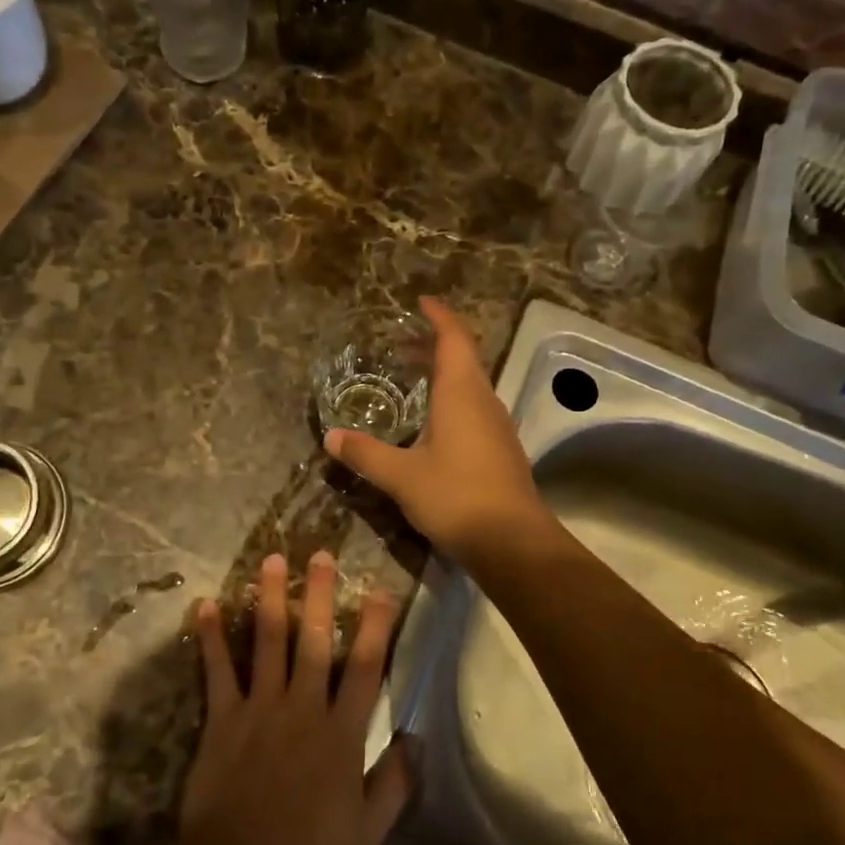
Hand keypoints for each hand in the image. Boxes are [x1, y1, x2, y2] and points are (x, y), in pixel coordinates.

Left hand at [180, 552, 411, 844]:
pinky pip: (218, 669)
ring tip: (271, 560)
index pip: (366, 668)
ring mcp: (260, 707)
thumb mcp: (367, 830)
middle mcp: (303, 706)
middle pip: (316, 640)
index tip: (382, 591)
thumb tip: (416, 739)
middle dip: (320, 595)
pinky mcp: (223, 716)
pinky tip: (206, 604)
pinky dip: (211, 636)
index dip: (377, 627)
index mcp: (341, 731)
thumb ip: (394, 782)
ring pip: (269, 641)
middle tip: (320, 554)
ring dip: (270, 598)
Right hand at [324, 298, 544, 562]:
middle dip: (434, 344)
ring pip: (470, 384)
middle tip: (401, 343)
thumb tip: (331, 438)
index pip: (454, 338)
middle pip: (463, 358)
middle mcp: (483, 401)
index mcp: (462, 393)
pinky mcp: (501, 449)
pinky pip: (474, 408)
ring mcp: (497, 426)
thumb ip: (365, 454)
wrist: (513, 542)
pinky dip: (451, 399)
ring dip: (443, 373)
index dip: (439, 316)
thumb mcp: (401, 475)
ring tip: (411, 378)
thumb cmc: (456, 497)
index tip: (421, 302)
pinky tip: (432, 422)